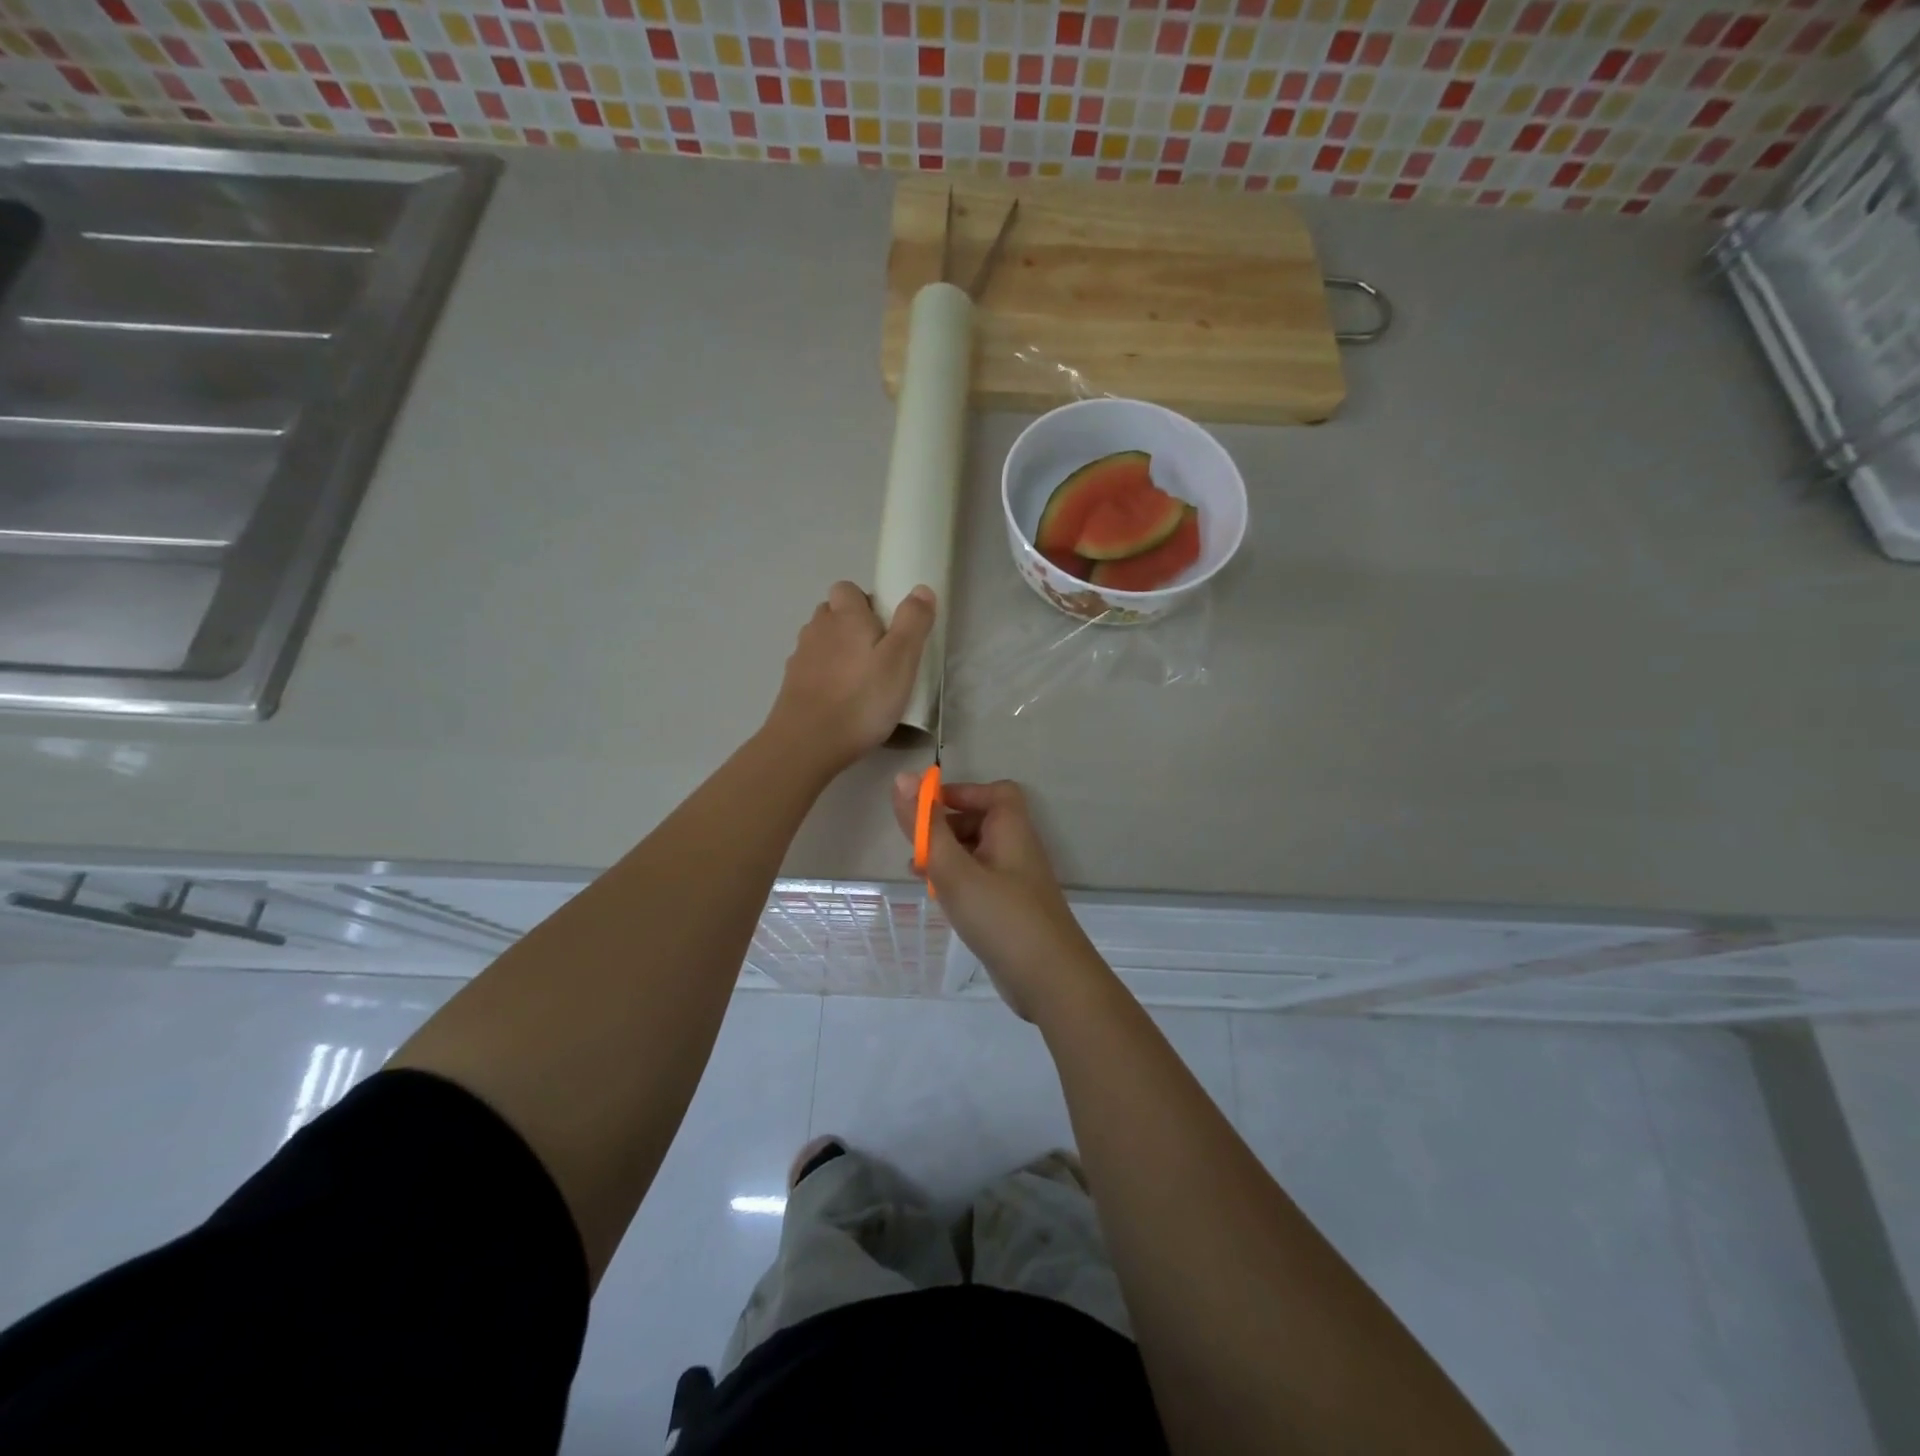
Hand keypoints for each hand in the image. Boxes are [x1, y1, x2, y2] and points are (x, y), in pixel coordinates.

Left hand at [767, 581, 934, 772]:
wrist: (807, 743)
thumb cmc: (862, 700)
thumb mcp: (901, 660)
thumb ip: (913, 622)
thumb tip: (921, 589)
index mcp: (845, 617)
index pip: (847, 589)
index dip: (866, 602)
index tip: (886, 628)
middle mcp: (817, 629)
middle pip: (832, 614)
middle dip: (852, 626)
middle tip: (878, 656)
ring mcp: (800, 658)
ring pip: (821, 641)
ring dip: (838, 652)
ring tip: (861, 681)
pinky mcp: (791, 685)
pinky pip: (812, 669)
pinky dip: (825, 677)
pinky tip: (840, 701)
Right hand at [890, 776, 1109, 1022]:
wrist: (1049, 980)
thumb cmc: (1001, 916)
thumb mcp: (955, 870)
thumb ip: (927, 827)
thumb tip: (903, 778)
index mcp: (1012, 829)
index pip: (994, 792)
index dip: (961, 793)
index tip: (926, 808)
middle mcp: (1017, 849)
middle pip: (983, 821)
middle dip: (946, 826)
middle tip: (915, 843)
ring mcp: (1016, 881)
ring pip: (978, 853)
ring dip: (948, 855)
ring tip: (917, 870)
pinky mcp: (1011, 908)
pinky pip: (981, 881)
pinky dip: (957, 880)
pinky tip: (938, 897)